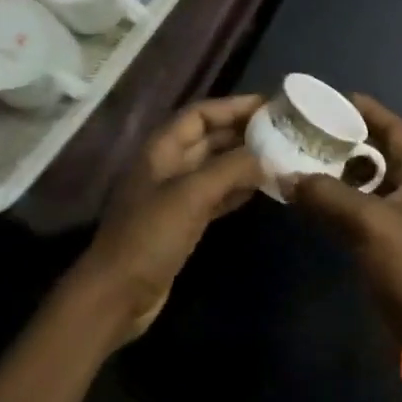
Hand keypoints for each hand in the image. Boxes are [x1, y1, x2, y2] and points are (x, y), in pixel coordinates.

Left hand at [74, 94, 266, 342]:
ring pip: (215, 167)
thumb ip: (231, 169)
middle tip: (283, 131)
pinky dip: (237, 189)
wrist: (117, 296)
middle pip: (209, 138)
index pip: (200, 114)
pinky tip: (262, 188)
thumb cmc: (149, 236)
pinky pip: (215, 195)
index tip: (270, 106)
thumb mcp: (191, 195)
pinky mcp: (182, 223)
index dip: (233, 106)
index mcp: (161, 149)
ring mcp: (174, 196)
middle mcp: (168, 166)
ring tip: (280, 156)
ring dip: (244, 161)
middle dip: (243, 132)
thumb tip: (268, 156)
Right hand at [288, 96, 401, 341]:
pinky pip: (363, 208)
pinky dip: (341, 199)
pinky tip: (313, 199)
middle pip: (380, 152)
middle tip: (311, 130)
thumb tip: (288, 177)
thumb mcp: (369, 223)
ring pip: (369, 182)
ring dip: (341, 171)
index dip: (368, 110)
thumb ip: (328, 195)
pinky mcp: (391, 241)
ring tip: (305, 159)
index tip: (334, 99)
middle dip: (347, 140)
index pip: (396, 129)